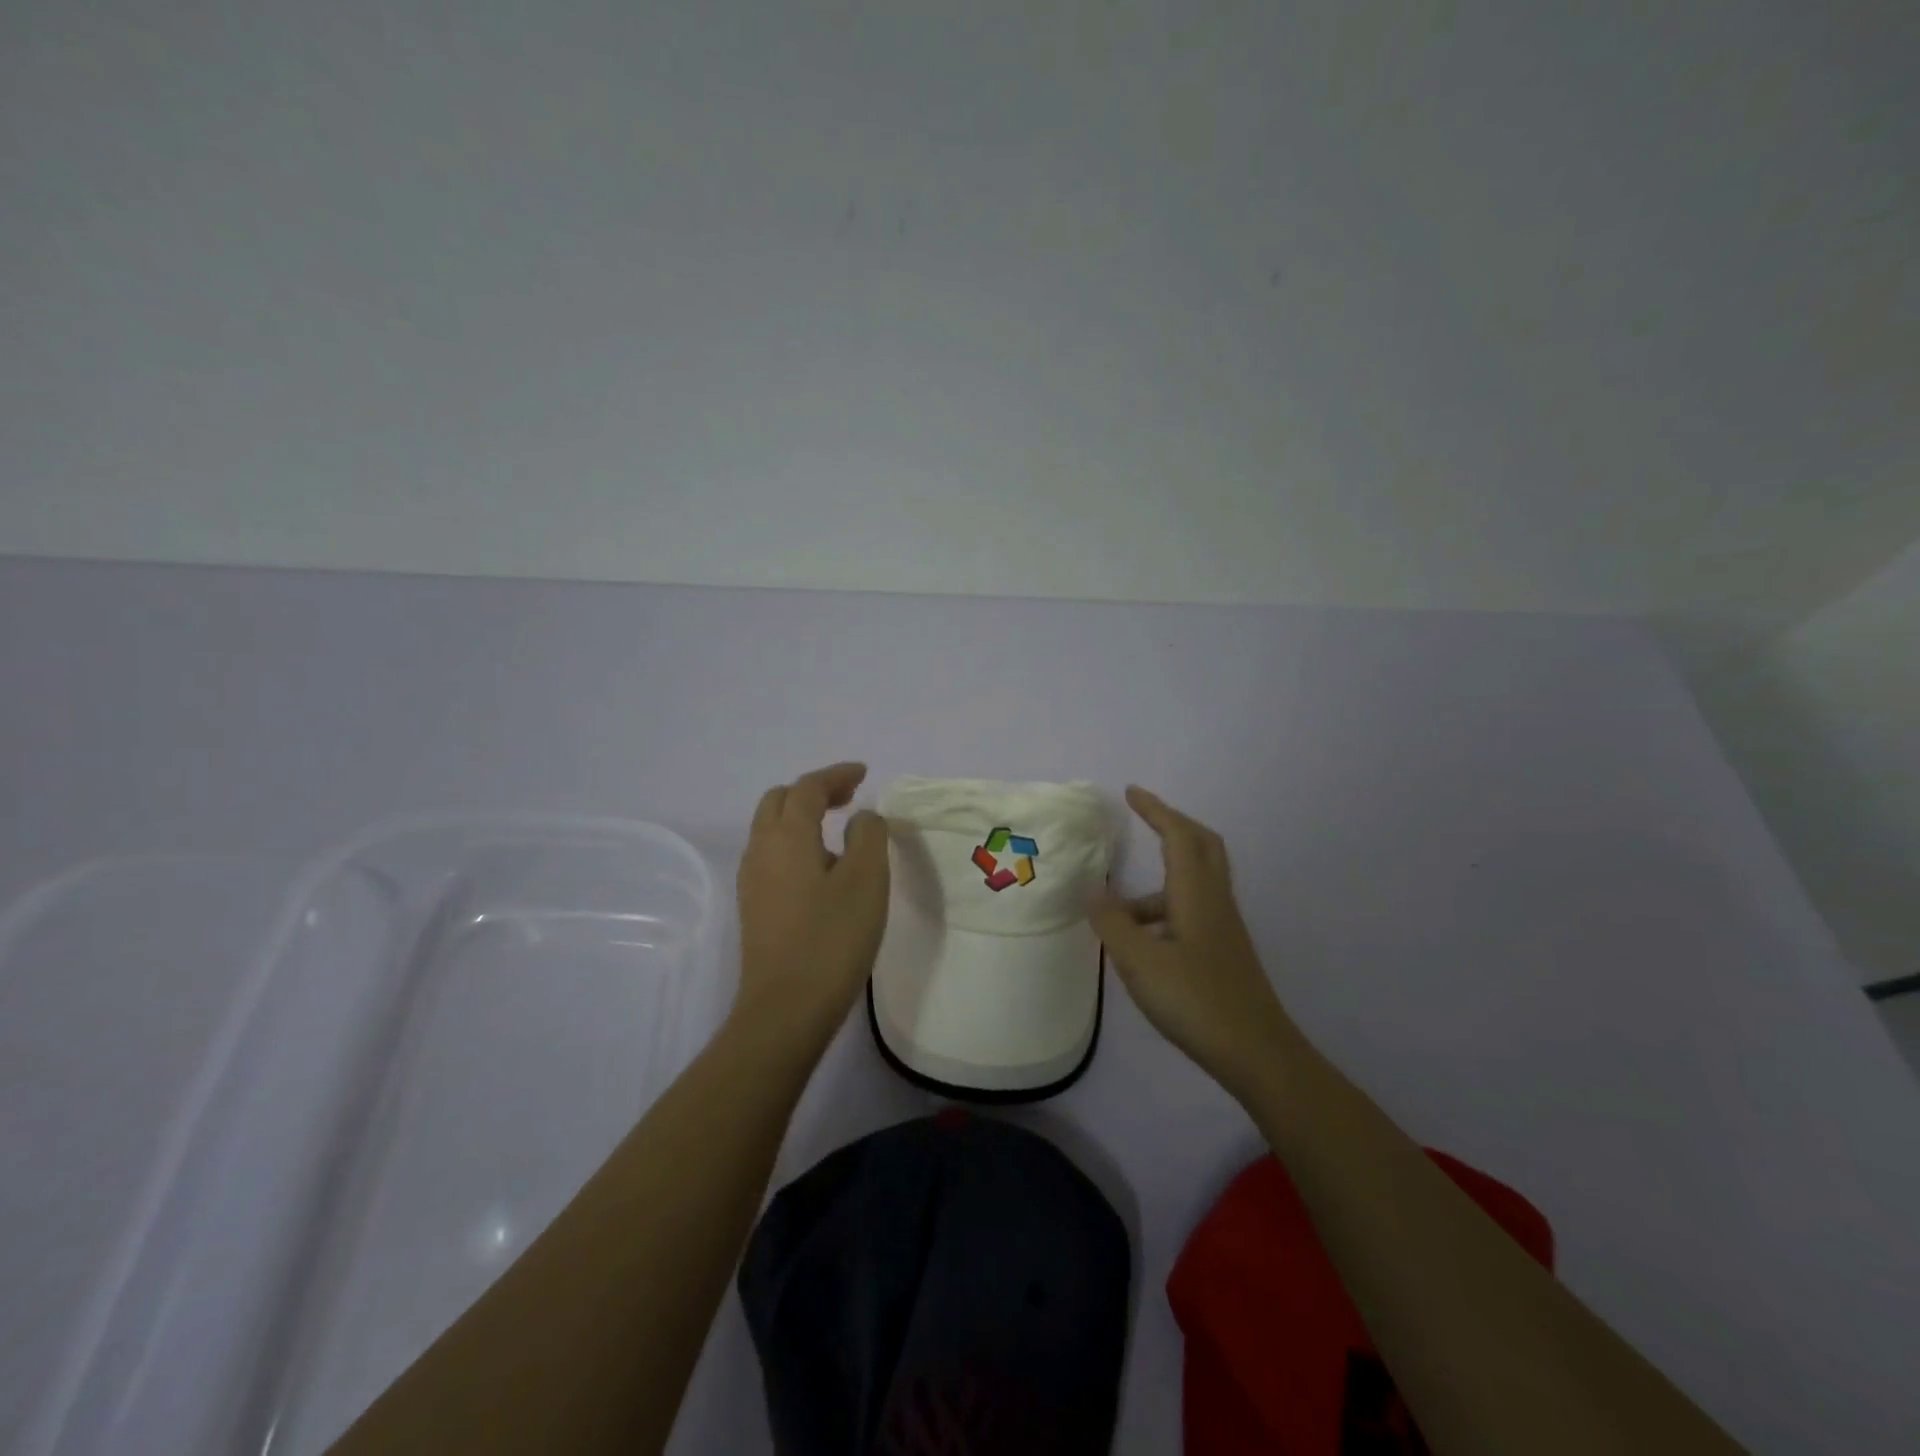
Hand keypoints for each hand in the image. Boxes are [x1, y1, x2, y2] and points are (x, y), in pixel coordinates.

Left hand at [734, 762, 889, 1043]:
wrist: (786, 1009)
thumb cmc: (832, 938)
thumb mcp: (866, 879)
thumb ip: (868, 835)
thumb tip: (861, 818)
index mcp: (787, 835)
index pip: (808, 787)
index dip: (836, 774)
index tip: (863, 773)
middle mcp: (761, 849)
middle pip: (780, 801)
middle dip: (814, 790)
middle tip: (849, 797)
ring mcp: (752, 880)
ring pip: (771, 828)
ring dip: (802, 816)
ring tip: (838, 828)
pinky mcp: (753, 907)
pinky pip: (772, 855)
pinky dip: (795, 841)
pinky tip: (820, 866)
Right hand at [1091, 786, 1294, 1097]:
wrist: (1257, 1054)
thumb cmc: (1196, 1000)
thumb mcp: (1140, 962)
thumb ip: (1112, 923)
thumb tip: (1093, 891)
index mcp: (1196, 894)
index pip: (1179, 835)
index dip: (1156, 810)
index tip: (1131, 793)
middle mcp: (1215, 902)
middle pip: (1202, 846)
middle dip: (1172, 825)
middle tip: (1143, 819)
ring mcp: (1223, 928)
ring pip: (1194, 883)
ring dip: (1158, 881)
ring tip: (1116, 912)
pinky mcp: (1223, 952)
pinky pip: (1192, 910)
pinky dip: (1164, 910)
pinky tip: (1140, 944)